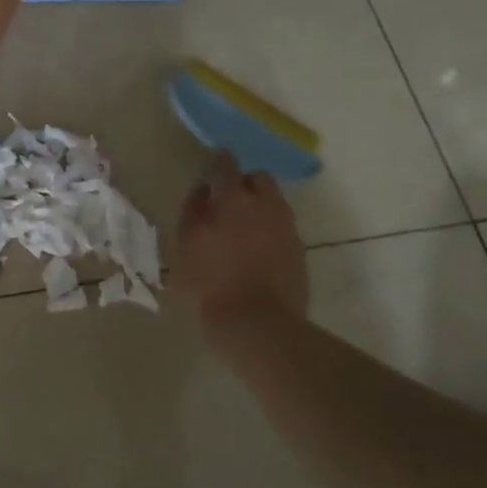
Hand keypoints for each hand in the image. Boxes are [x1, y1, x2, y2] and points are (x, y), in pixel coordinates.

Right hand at [175, 151, 308, 333]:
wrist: (260, 326)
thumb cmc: (212, 284)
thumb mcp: (187, 245)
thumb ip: (194, 210)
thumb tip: (204, 190)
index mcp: (232, 198)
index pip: (225, 163)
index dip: (217, 162)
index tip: (210, 169)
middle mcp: (264, 204)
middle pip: (257, 178)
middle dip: (243, 183)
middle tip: (226, 203)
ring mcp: (286, 226)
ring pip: (273, 202)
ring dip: (258, 206)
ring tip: (241, 229)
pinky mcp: (299, 250)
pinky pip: (282, 226)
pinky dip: (269, 229)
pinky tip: (256, 250)